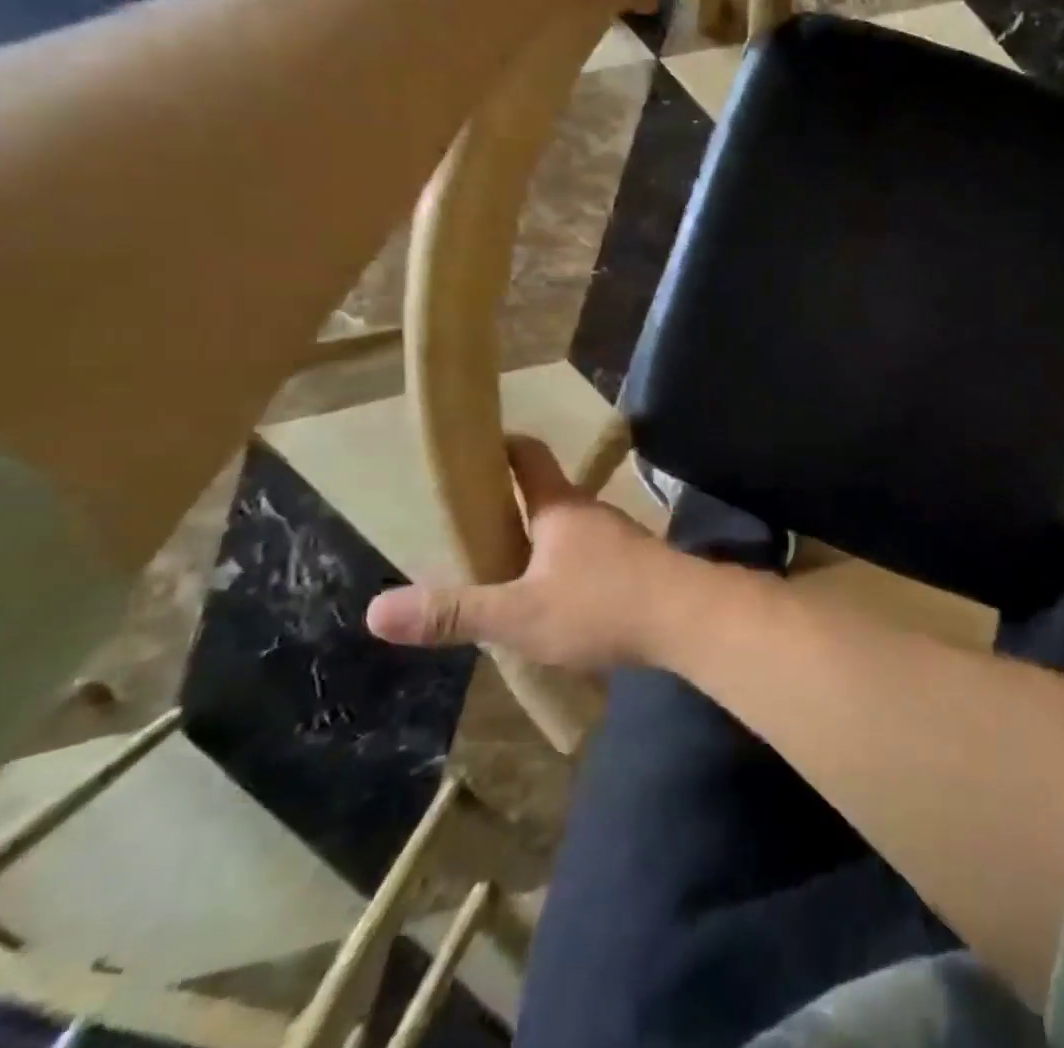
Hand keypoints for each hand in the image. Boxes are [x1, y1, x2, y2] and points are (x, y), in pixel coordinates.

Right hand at [364, 436, 703, 669]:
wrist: (689, 617)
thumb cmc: (602, 605)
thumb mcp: (519, 615)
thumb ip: (454, 612)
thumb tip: (375, 611)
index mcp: (560, 508)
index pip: (528, 457)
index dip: (501, 446)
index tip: (474, 448)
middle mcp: (592, 513)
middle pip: (547, 496)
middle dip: (511, 509)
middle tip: (472, 531)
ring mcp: (621, 538)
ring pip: (571, 532)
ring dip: (541, 545)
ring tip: (509, 575)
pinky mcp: (640, 566)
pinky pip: (594, 559)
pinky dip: (569, 570)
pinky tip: (559, 603)